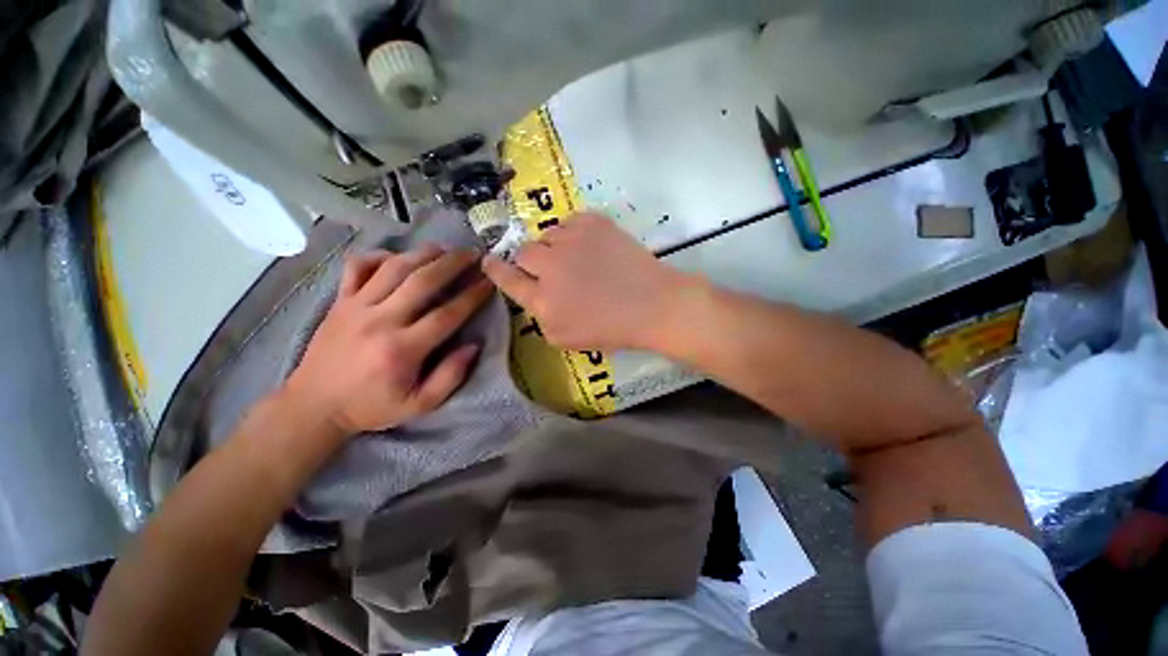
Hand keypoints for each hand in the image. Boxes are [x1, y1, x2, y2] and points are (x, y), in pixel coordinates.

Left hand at [283, 245, 493, 436]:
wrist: (313, 405)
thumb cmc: (371, 407)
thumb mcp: (419, 405)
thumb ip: (450, 377)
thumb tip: (474, 345)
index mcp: (402, 349)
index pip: (447, 314)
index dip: (472, 295)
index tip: (490, 281)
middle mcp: (380, 321)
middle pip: (422, 281)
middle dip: (453, 264)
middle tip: (473, 254)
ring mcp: (356, 307)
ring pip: (393, 268)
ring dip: (423, 253)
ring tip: (445, 248)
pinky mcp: (339, 301)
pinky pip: (358, 267)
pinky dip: (379, 256)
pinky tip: (397, 257)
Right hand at [482, 212, 698, 350]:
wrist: (652, 305)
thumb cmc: (612, 329)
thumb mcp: (566, 339)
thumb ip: (541, 317)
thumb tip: (534, 295)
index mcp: (543, 300)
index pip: (507, 278)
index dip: (495, 269)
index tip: (488, 261)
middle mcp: (550, 266)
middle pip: (523, 252)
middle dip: (532, 261)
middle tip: (553, 268)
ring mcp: (571, 240)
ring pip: (548, 235)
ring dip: (556, 247)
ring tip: (579, 259)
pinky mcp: (592, 222)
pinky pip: (570, 222)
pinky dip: (575, 234)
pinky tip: (592, 248)